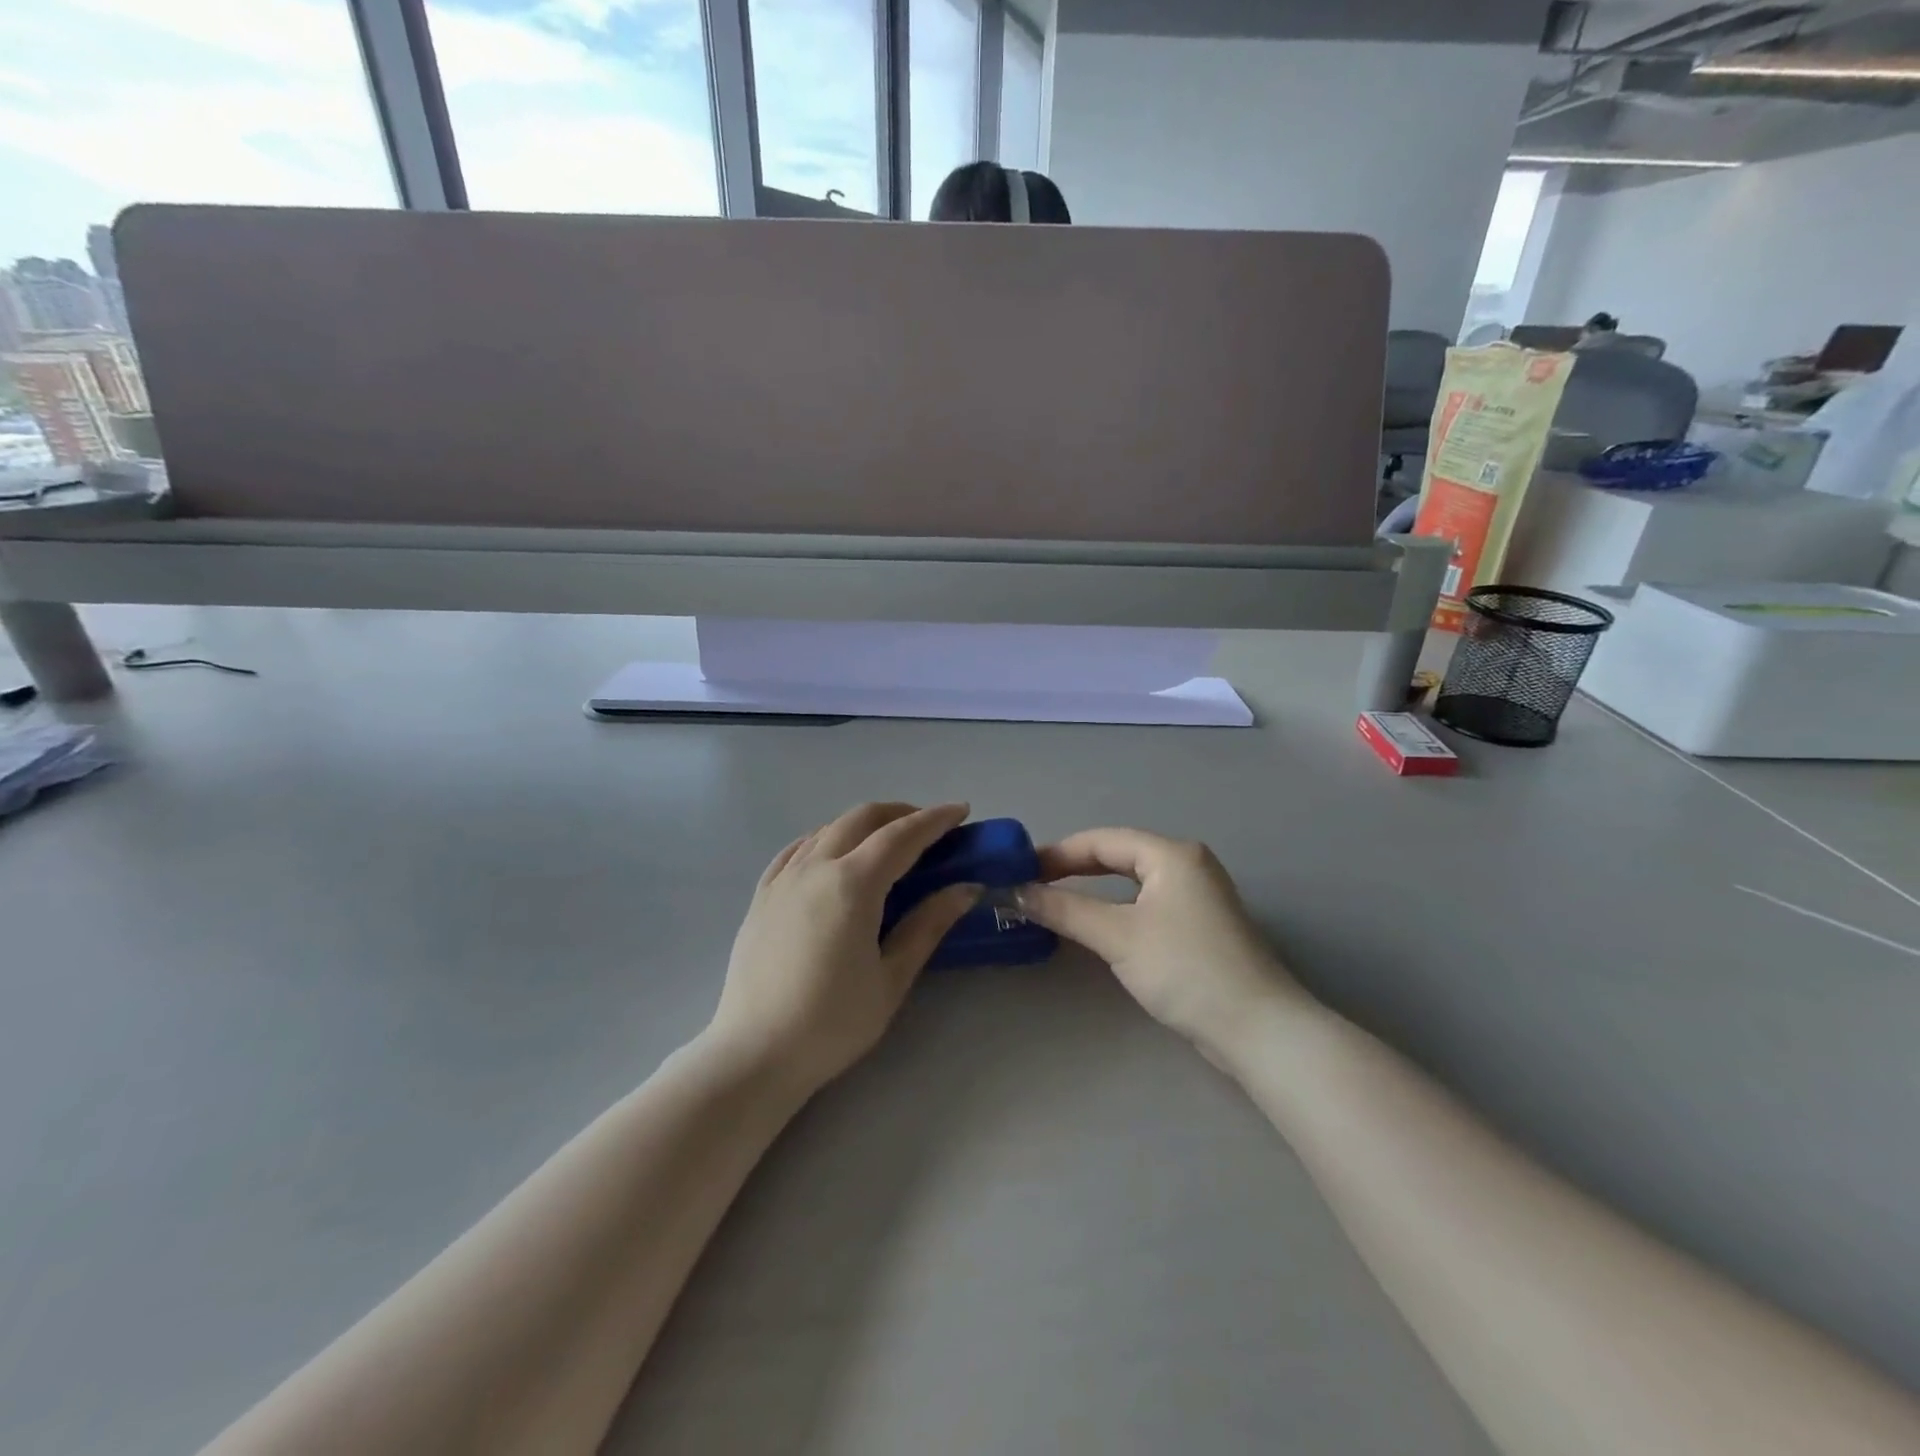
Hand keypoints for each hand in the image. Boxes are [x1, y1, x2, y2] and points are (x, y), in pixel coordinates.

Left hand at [707, 802, 979, 1095]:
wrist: (755, 1054)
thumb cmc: (832, 1022)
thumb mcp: (891, 978)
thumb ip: (928, 925)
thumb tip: (966, 888)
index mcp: (852, 884)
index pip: (901, 836)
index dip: (935, 820)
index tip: (961, 811)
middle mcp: (815, 867)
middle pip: (862, 819)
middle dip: (900, 813)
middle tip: (928, 828)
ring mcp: (783, 879)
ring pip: (828, 828)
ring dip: (863, 824)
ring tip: (887, 841)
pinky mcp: (762, 896)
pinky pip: (797, 849)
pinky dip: (825, 839)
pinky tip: (833, 854)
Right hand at [1016, 828, 1306, 1061]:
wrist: (1257, 1029)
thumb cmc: (1185, 969)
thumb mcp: (1118, 936)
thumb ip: (1065, 909)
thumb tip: (1016, 892)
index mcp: (1171, 854)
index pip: (1102, 840)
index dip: (1057, 852)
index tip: (1019, 870)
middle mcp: (1187, 864)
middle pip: (1118, 855)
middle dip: (1073, 867)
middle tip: (1031, 883)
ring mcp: (1197, 895)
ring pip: (1132, 880)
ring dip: (1093, 888)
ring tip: (1054, 899)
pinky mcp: (1200, 925)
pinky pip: (1146, 902)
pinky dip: (1115, 907)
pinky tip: (1095, 923)